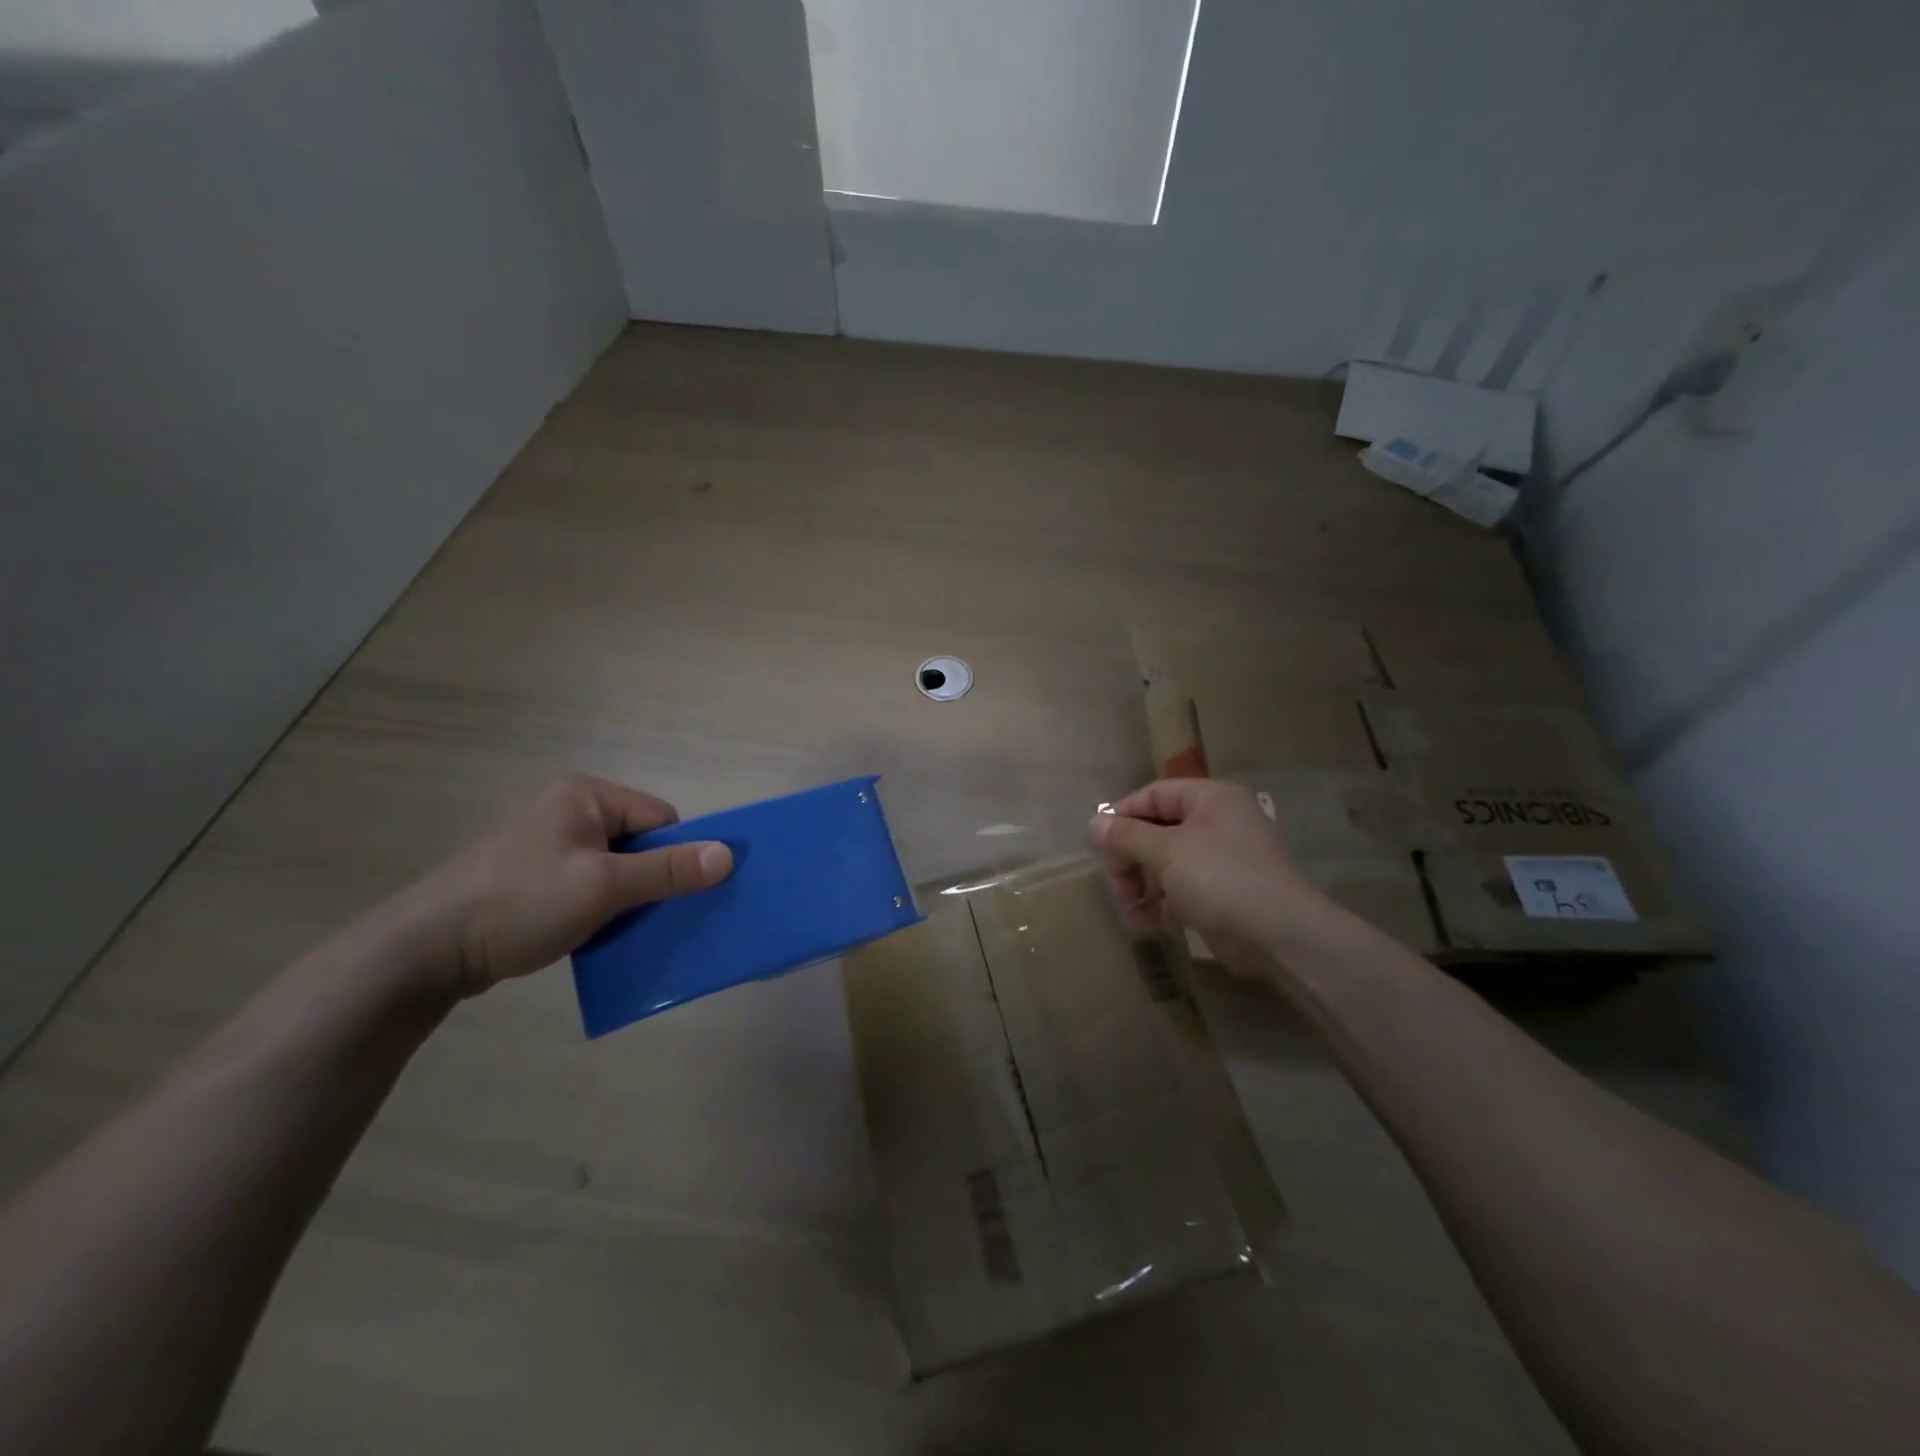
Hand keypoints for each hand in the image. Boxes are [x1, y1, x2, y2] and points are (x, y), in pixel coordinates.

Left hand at [398, 775, 732, 995]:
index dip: (675, 855)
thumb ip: (668, 870)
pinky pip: (589, 884)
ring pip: (616, 868)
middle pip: (640, 842)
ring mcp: (549, 843)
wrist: (426, 951)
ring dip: (627, 898)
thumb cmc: (521, 904)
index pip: (659, 818)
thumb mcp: (604, 887)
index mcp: (586, 795)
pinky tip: (596, 934)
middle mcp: (569, 809)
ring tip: (623, 929)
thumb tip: (728, 854)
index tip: (674, 894)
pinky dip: (602, 908)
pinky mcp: (534, 876)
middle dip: (651, 879)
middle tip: (652, 915)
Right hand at [1089, 779, 1323, 965]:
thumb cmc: (1220, 878)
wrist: (1279, 935)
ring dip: (1140, 883)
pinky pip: (1180, 889)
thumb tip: (1094, 823)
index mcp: (1210, 799)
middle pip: (1157, 830)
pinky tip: (1143, 921)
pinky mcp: (1221, 894)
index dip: (1122, 815)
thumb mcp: (1166, 851)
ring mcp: (1220, 860)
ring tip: (1128, 907)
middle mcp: (1216, 823)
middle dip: (1130, 857)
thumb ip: (1126, 835)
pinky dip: (1160, 902)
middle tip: (1116, 883)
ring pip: (1165, 862)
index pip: (1154, 794)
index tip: (1099, 843)